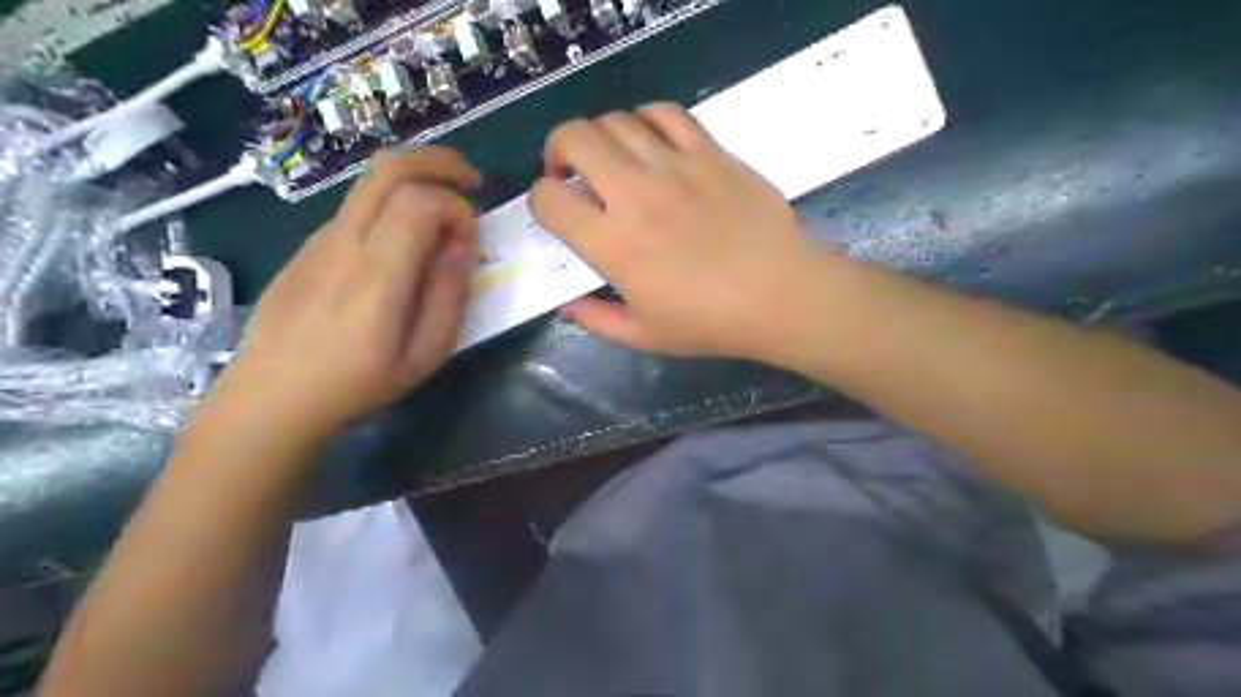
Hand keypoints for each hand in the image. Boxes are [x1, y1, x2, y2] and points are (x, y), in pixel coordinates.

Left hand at [208, 148, 478, 437]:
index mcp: (376, 274)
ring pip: (369, 181)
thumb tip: (461, 248)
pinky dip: (391, 202)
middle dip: (439, 162)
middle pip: (389, 168)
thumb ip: (449, 297)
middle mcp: (344, 242)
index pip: (421, 202)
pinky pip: (355, 207)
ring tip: (444, 204)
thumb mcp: (423, 355)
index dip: (457, 208)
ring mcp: (319, 239)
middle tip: (471, 181)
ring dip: (415, 178)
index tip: (472, 238)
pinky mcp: (307, 246)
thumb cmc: (357, 383)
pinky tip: (404, 239)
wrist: (271, 397)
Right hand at [527, 102, 827, 359]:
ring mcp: (674, 166)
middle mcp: (634, 194)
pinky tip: (649, 142)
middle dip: (558, 150)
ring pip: (616, 120)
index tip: (556, 211)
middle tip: (570, 172)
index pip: (549, 200)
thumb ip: (597, 321)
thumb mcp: (645, 336)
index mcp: (613, 244)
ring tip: (610, 160)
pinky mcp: (709, 152)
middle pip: (574, 138)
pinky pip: (666, 113)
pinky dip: (645, 119)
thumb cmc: (711, 322)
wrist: (780, 294)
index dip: (540, 201)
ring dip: (599, 136)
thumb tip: (566, 309)